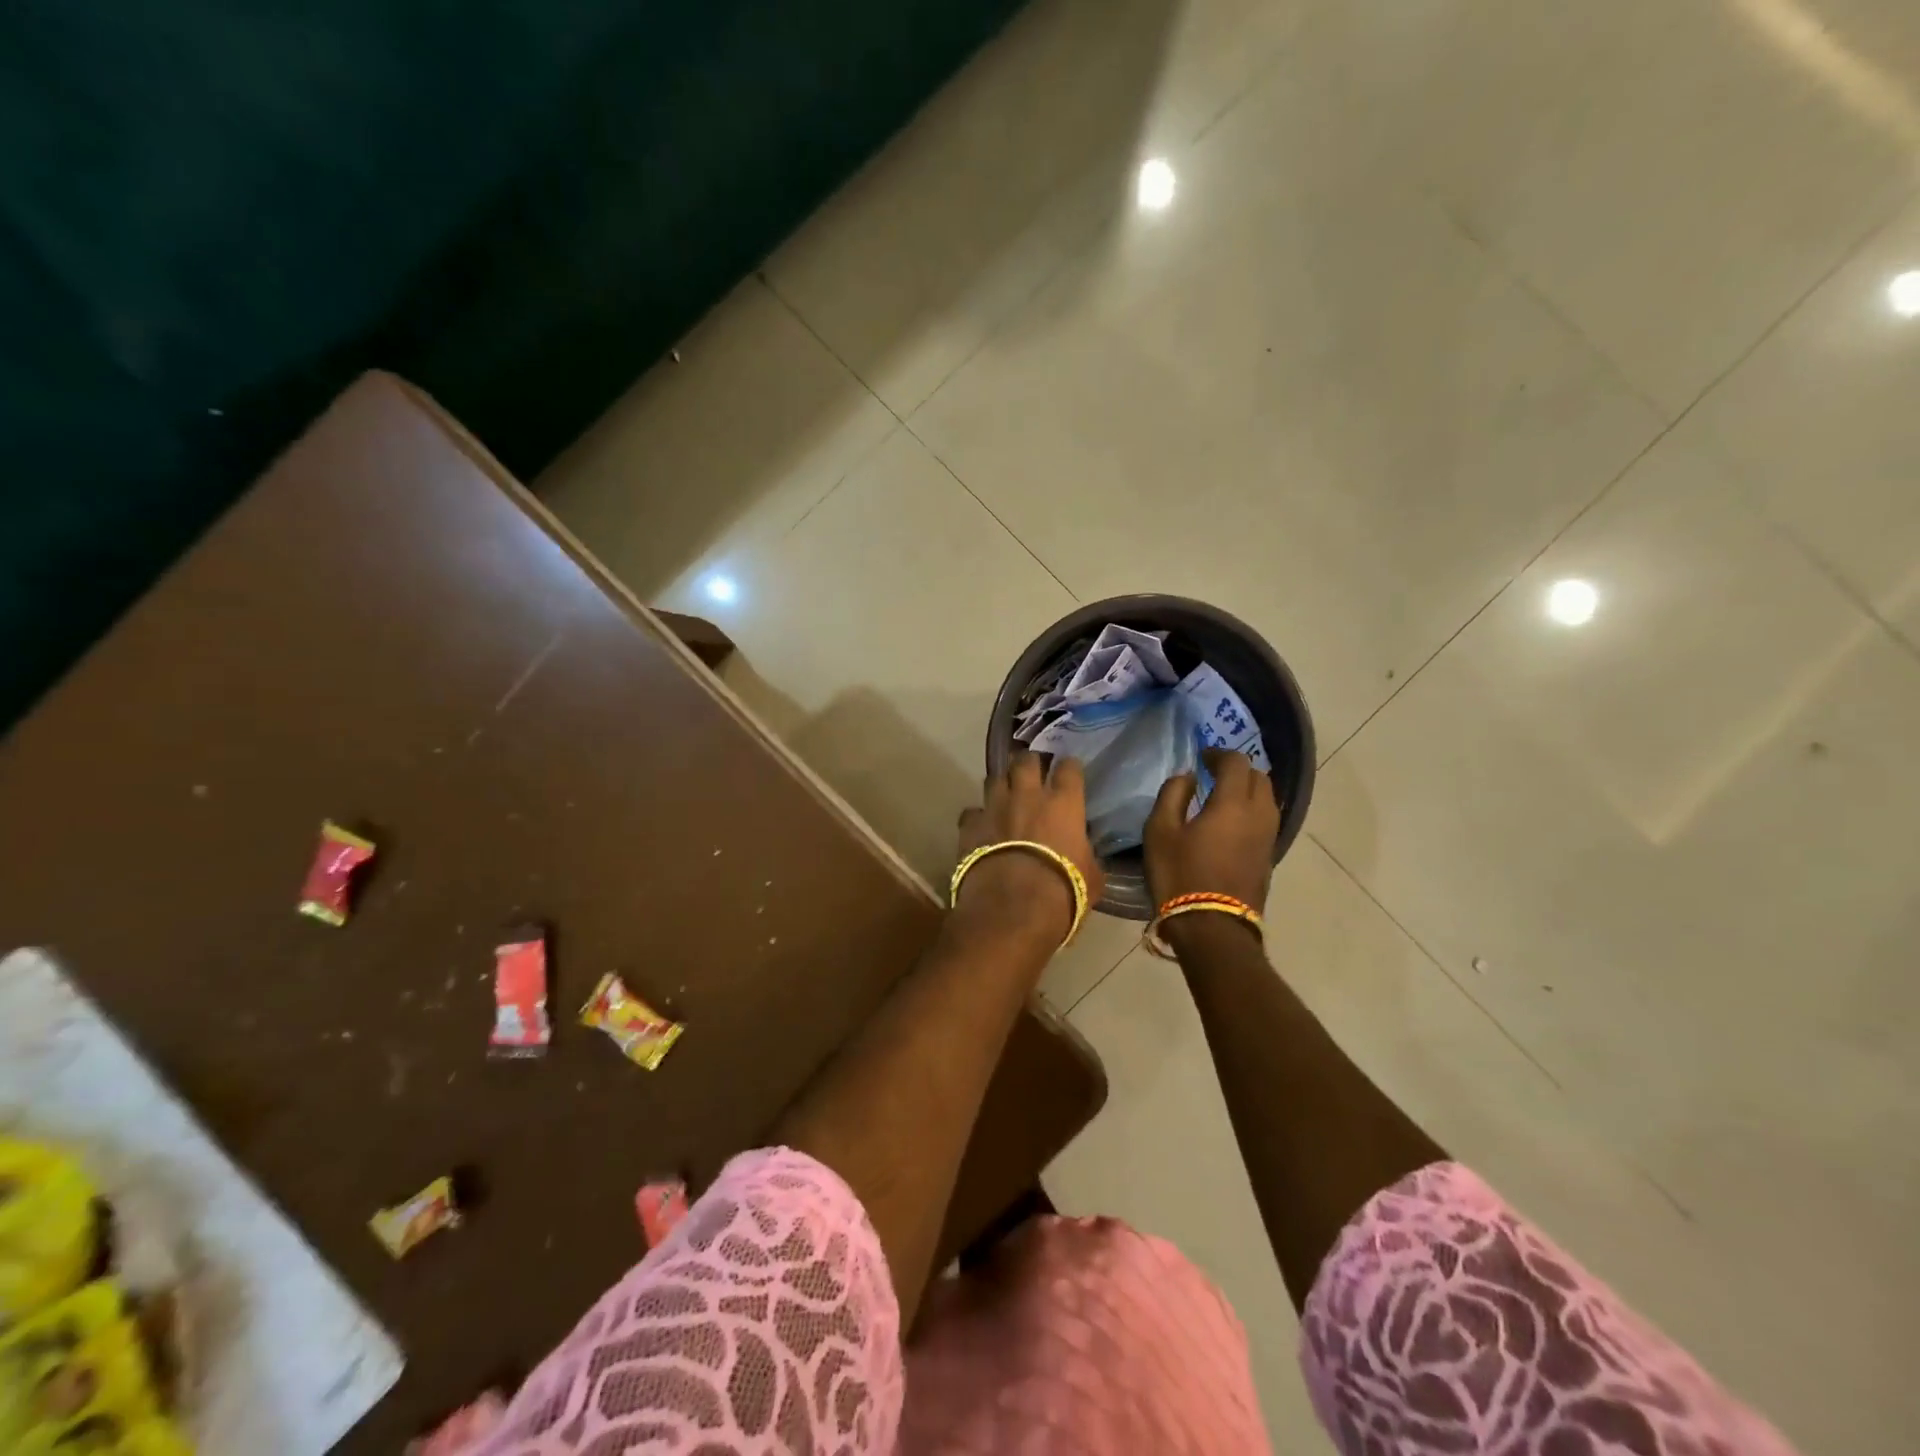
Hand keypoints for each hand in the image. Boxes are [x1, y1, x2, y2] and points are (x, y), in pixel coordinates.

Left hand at [954, 753, 1104, 945]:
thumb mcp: (1091, 876)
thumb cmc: (1062, 892)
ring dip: (1001, 785)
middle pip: (1026, 760)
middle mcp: (1027, 795)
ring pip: (994, 778)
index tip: (1069, 771)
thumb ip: (1086, 855)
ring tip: (1004, 796)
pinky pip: (972, 812)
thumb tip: (1083, 852)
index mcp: (1063, 803)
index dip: (1069, 767)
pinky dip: (977, 817)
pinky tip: (980, 828)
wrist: (1012, 908)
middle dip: (1029, 763)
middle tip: (1032, 773)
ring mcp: (994, 807)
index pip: (1069, 768)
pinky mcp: (969, 825)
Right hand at [1144, 748, 1279, 913]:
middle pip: (1259, 777)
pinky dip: (1251, 811)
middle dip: (1237, 770)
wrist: (1213, 928)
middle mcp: (1259, 815)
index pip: (1236, 763)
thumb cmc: (1180, 875)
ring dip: (1247, 790)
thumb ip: (1173, 794)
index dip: (1219, 753)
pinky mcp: (1269, 857)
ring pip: (1267, 799)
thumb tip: (1188, 777)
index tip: (1201, 757)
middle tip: (1213, 774)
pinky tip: (1230, 822)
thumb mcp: (1160, 831)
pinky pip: (1265, 820)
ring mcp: (1268, 838)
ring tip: (1222, 797)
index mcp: (1233, 803)